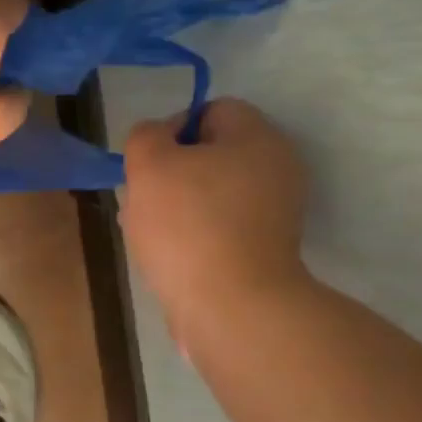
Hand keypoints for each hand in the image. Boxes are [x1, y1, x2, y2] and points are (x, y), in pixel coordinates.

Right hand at [121, 98, 309, 335]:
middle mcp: (277, 170)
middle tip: (144, 201)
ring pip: (213, 197)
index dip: (171, 130)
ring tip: (149, 234)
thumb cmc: (189, 226)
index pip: (210, 111)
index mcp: (259, 137)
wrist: (231, 310)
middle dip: (171, 175)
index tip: (148, 164)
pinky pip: (221, 232)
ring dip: (178, 210)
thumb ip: (146, 136)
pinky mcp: (265, 254)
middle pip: (211, 157)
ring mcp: (275, 216)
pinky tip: (170, 258)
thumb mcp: (149, 164)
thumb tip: (159, 141)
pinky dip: (196, 239)